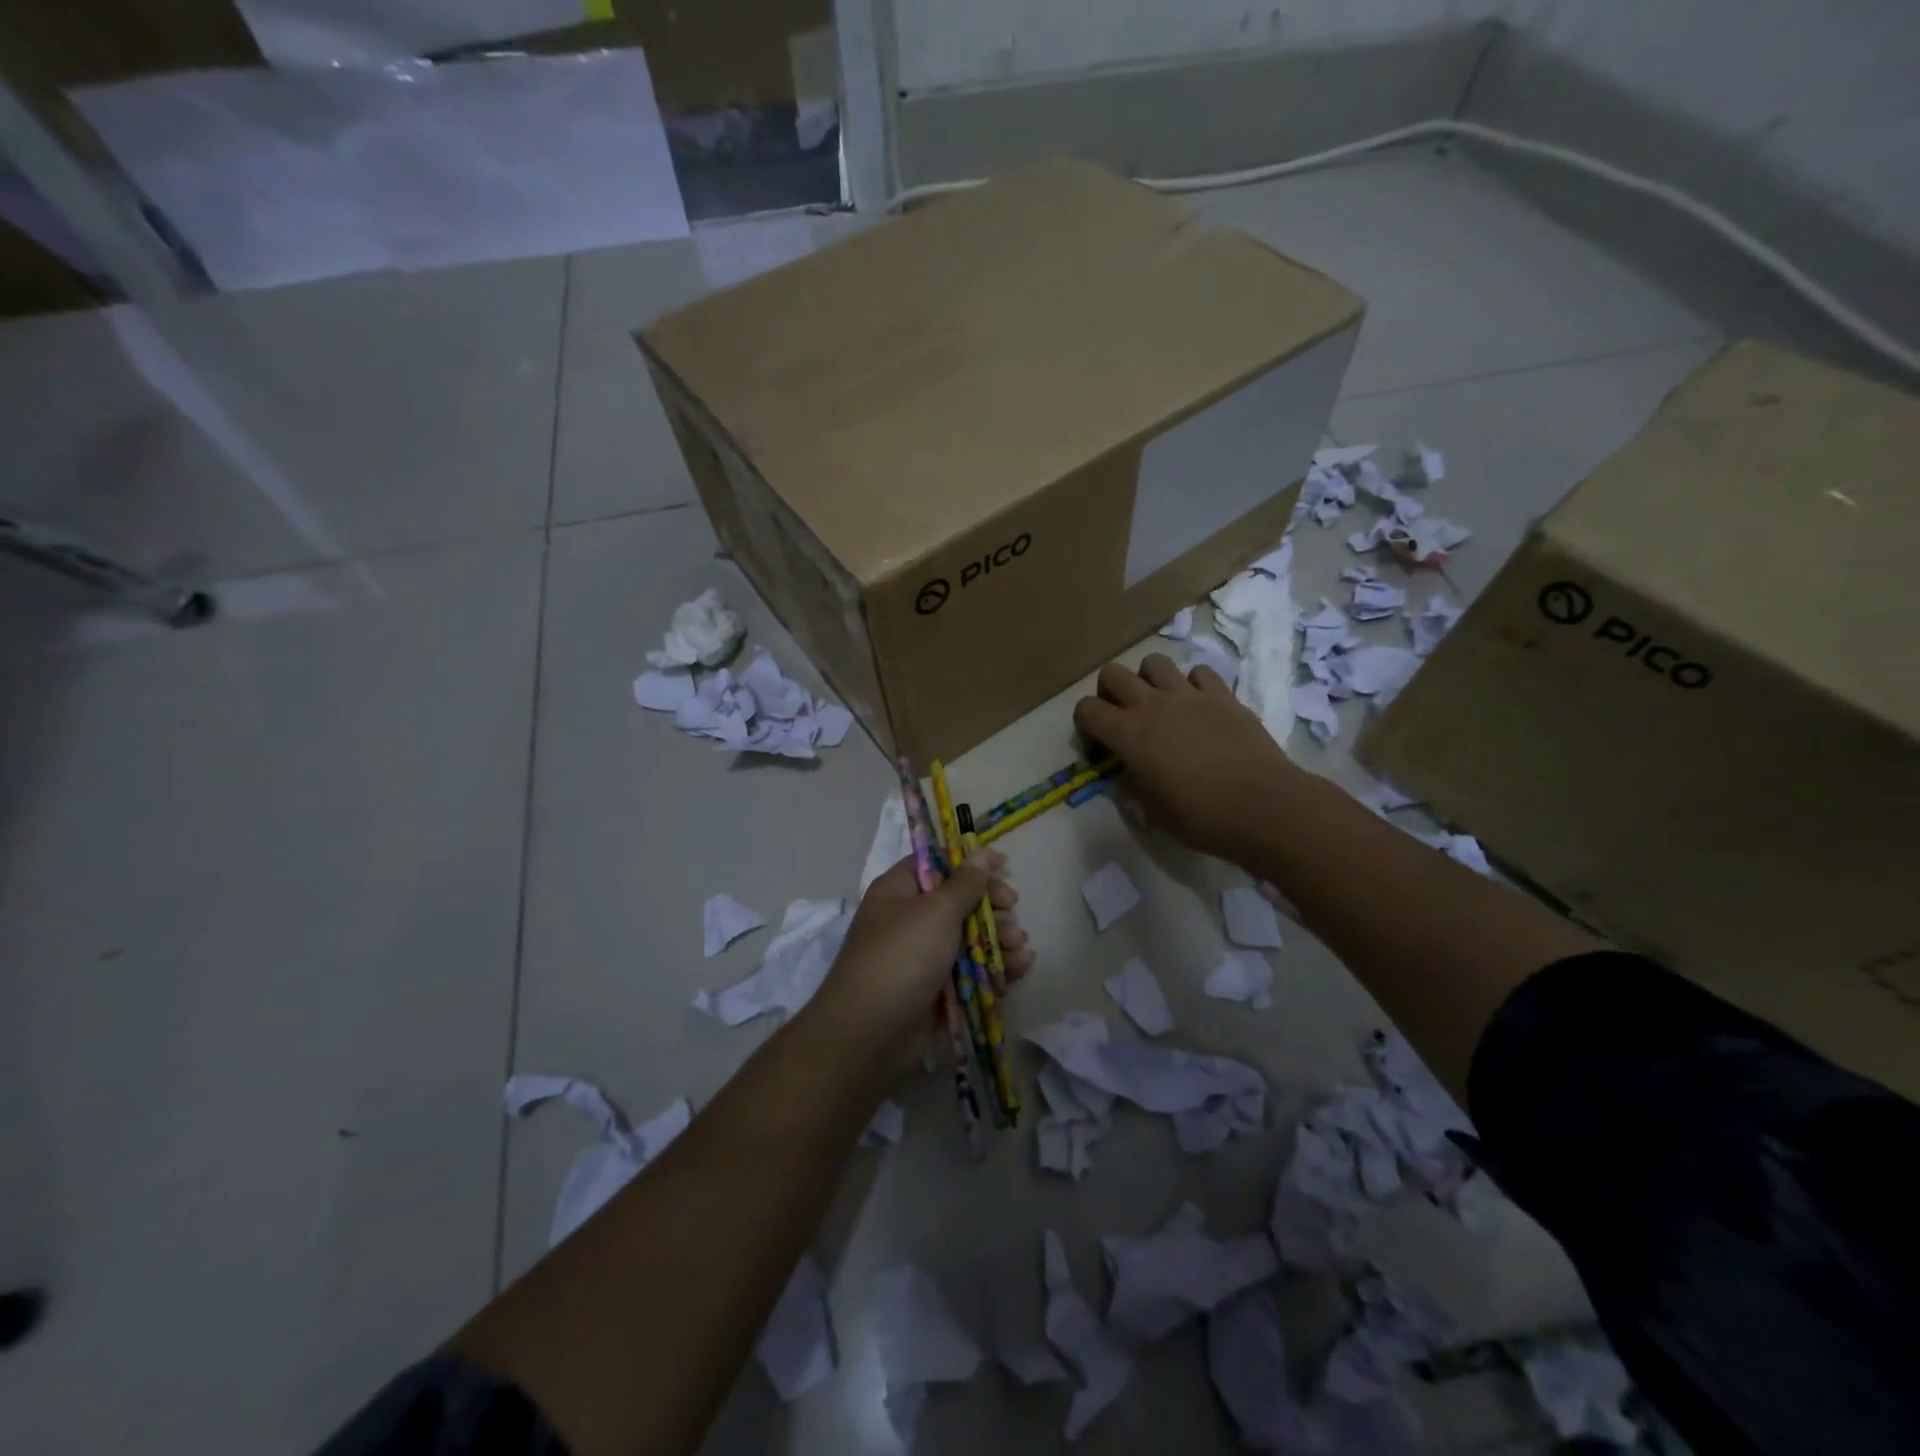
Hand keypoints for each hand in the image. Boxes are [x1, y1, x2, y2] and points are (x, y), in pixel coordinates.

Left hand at [807, 852, 1033, 1079]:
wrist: (870, 1035)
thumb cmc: (902, 957)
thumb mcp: (936, 911)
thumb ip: (964, 884)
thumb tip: (980, 854)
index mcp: (899, 891)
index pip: (936, 864)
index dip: (969, 863)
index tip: (1004, 866)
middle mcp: (908, 920)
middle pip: (958, 903)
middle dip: (991, 907)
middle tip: (1013, 911)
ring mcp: (921, 959)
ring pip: (968, 940)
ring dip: (998, 941)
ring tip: (1021, 951)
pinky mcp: (934, 992)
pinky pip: (969, 974)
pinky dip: (993, 970)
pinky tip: (1018, 972)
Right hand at [1073, 653, 1298, 862]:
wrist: (1262, 806)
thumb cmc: (1200, 816)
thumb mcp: (1151, 808)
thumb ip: (1131, 780)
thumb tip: (1126, 768)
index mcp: (1128, 734)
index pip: (1086, 710)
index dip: (1085, 725)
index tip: (1099, 746)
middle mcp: (1152, 705)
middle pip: (1112, 674)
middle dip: (1109, 691)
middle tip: (1122, 716)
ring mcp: (1189, 695)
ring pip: (1154, 662)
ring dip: (1149, 680)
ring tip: (1160, 704)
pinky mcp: (1223, 695)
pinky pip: (1199, 672)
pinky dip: (1193, 685)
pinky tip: (1199, 706)